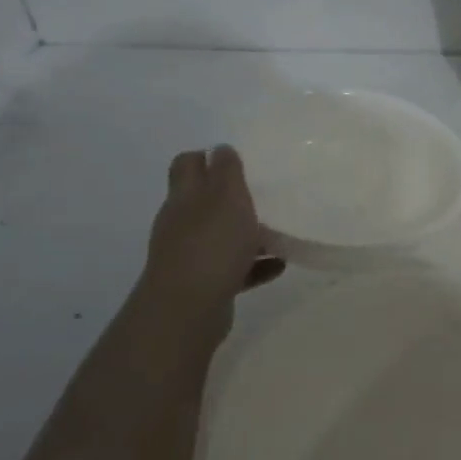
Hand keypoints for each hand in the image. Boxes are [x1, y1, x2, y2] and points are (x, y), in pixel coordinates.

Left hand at [140, 146, 283, 341]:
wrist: (188, 311)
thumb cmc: (211, 245)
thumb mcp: (226, 197)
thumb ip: (226, 171)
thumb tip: (221, 149)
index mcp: (184, 197)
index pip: (187, 165)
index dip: (207, 157)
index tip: (237, 160)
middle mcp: (181, 224)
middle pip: (204, 201)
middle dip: (231, 197)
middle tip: (264, 194)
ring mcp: (190, 256)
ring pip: (220, 236)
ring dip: (246, 233)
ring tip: (279, 232)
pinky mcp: (204, 285)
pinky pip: (233, 269)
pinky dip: (254, 265)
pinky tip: (279, 265)